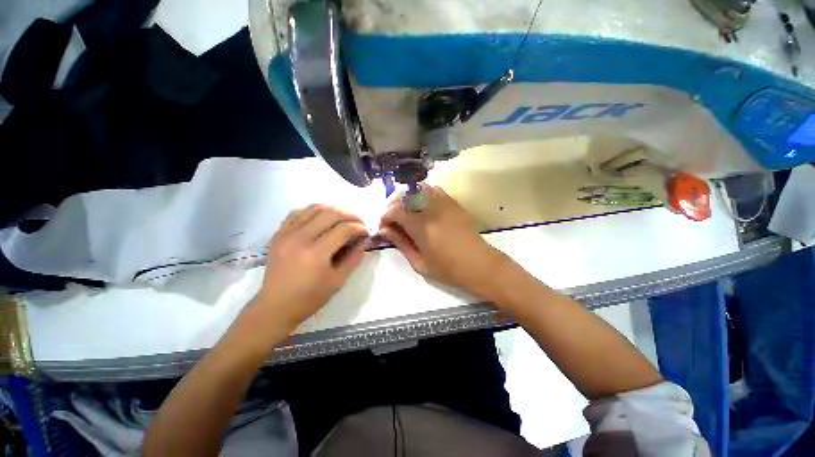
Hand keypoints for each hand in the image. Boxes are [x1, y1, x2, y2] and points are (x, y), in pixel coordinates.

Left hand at [251, 204, 368, 330]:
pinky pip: (298, 212)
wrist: (275, 306)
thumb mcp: (338, 281)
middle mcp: (300, 238)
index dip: (359, 227)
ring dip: (334, 210)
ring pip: (314, 208)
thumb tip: (364, 240)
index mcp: (316, 254)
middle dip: (350, 215)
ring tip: (344, 218)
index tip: (366, 232)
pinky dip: (314, 211)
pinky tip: (322, 218)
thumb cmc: (310, 297)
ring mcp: (286, 233)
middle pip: (330, 213)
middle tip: (359, 222)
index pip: (344, 229)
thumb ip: (354, 258)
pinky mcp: (278, 233)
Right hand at [378, 186, 508, 299]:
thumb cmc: (448, 269)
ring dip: (407, 197)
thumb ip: (400, 243)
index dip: (384, 217)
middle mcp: (432, 209)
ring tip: (405, 212)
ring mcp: (444, 203)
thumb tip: (384, 230)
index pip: (395, 211)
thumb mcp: (419, 262)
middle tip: (391, 219)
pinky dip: (422, 194)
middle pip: (404, 195)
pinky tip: (421, 207)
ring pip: (418, 188)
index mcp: (422, 226)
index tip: (383, 227)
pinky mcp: (453, 203)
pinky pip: (434, 190)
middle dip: (392, 204)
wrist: (479, 264)